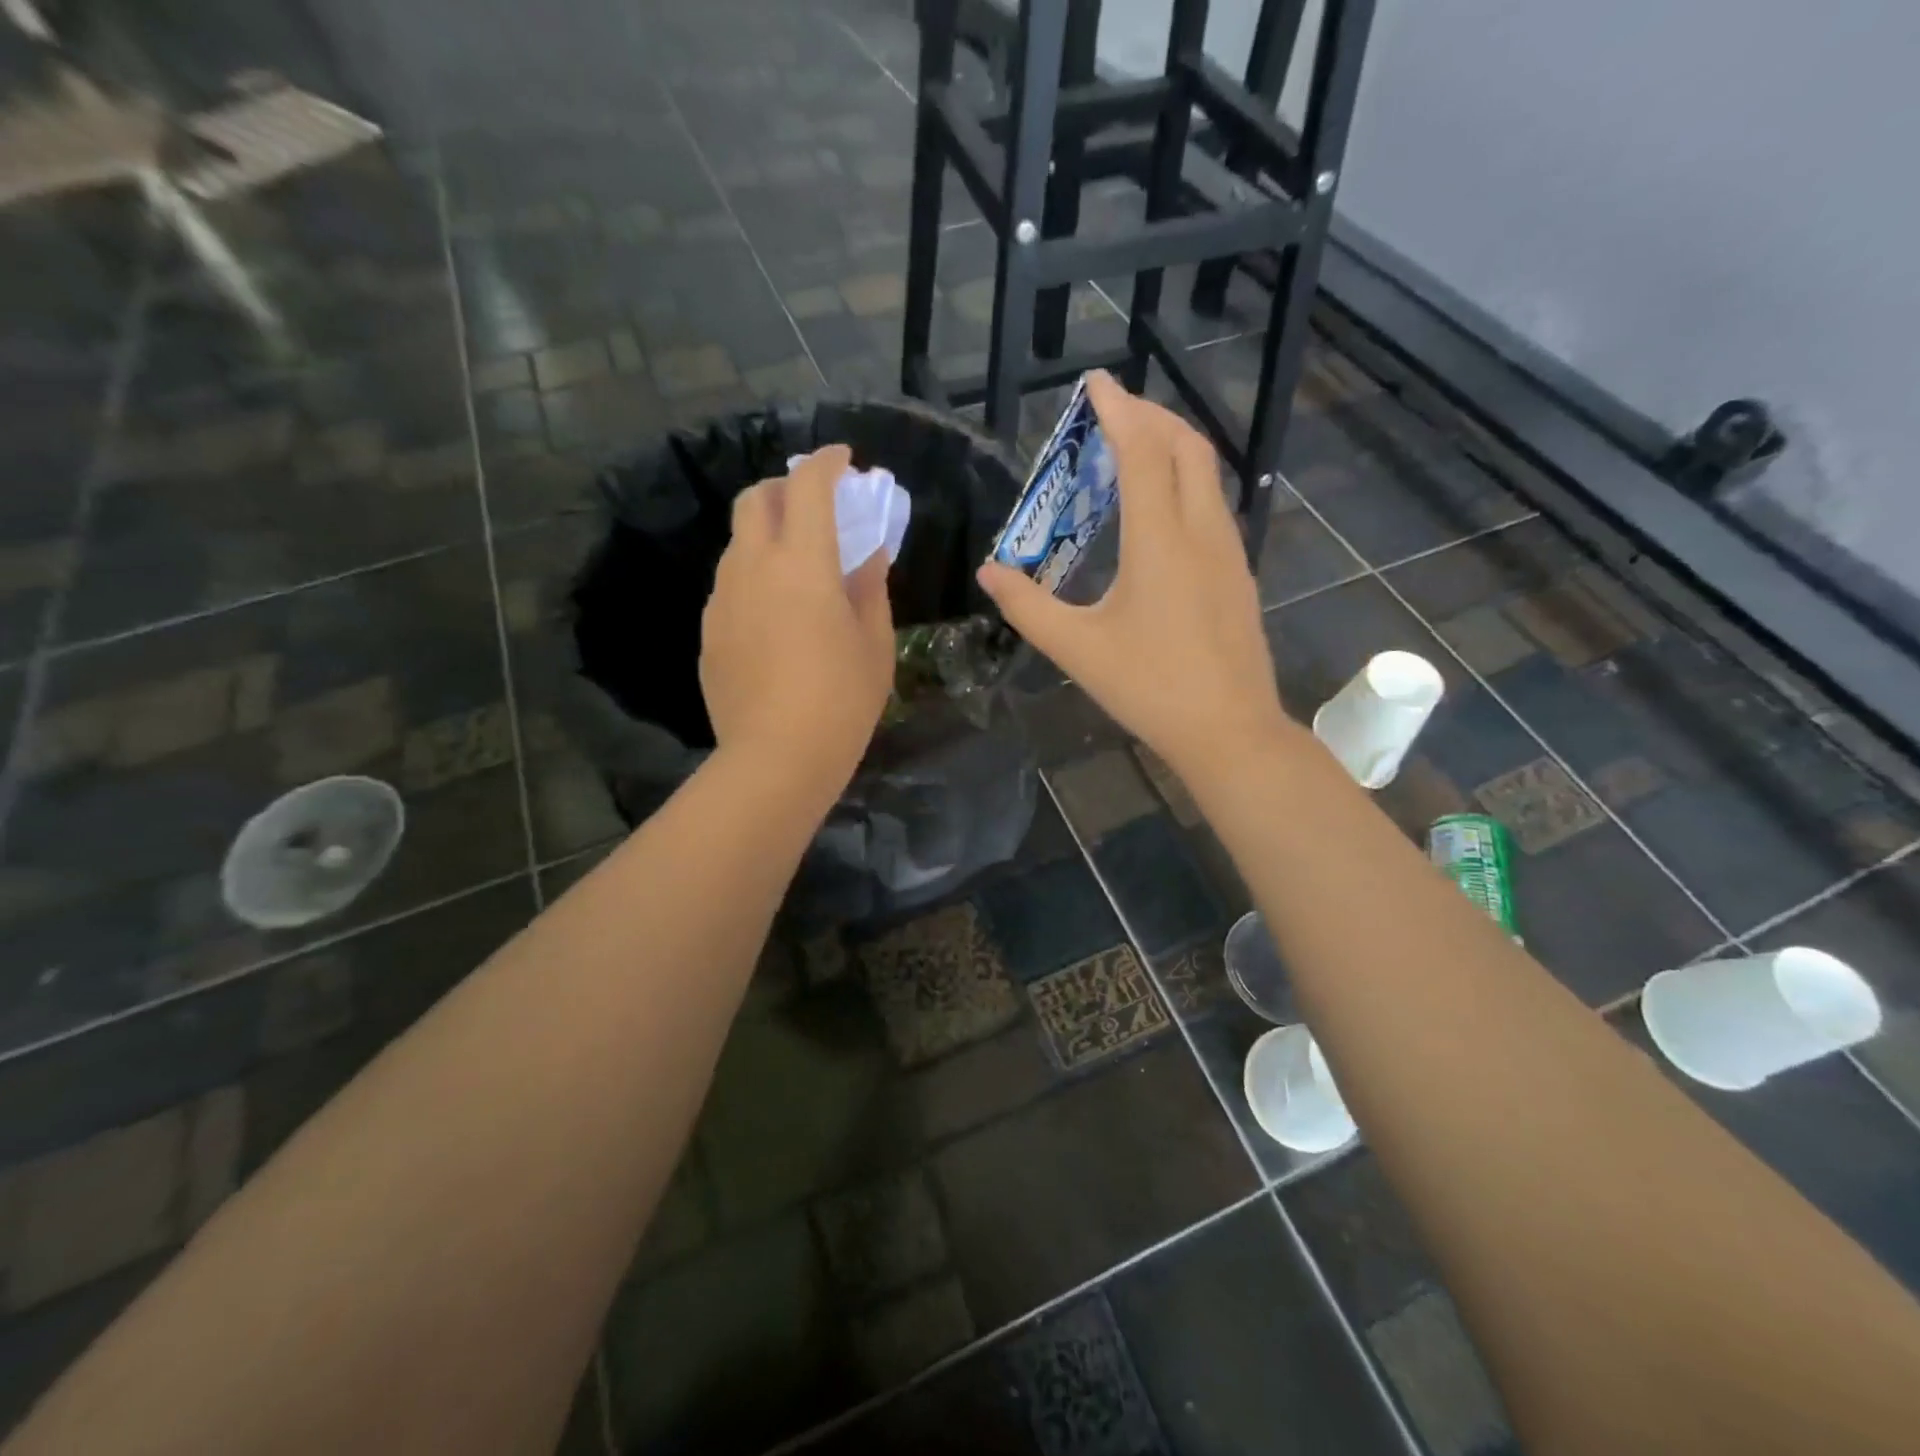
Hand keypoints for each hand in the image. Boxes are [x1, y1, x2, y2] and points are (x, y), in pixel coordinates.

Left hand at [700, 445, 894, 795]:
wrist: (776, 758)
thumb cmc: (842, 700)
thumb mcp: (874, 642)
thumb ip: (870, 586)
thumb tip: (869, 552)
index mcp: (802, 563)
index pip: (809, 487)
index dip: (827, 463)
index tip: (844, 459)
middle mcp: (753, 567)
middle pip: (756, 498)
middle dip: (786, 486)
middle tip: (815, 505)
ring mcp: (722, 598)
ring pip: (738, 542)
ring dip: (768, 533)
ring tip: (798, 564)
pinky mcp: (708, 630)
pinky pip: (731, 583)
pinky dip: (754, 574)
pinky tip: (776, 612)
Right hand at [977, 371, 1289, 779]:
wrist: (1230, 730)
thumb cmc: (1150, 687)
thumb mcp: (1077, 648)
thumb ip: (1028, 607)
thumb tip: (990, 573)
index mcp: (1161, 539)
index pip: (1143, 450)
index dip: (1119, 410)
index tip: (1095, 382)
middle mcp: (1201, 530)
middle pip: (1186, 446)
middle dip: (1151, 416)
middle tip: (1111, 413)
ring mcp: (1228, 551)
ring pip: (1206, 474)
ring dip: (1171, 447)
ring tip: (1132, 450)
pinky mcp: (1237, 574)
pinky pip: (1211, 505)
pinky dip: (1184, 483)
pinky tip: (1159, 511)